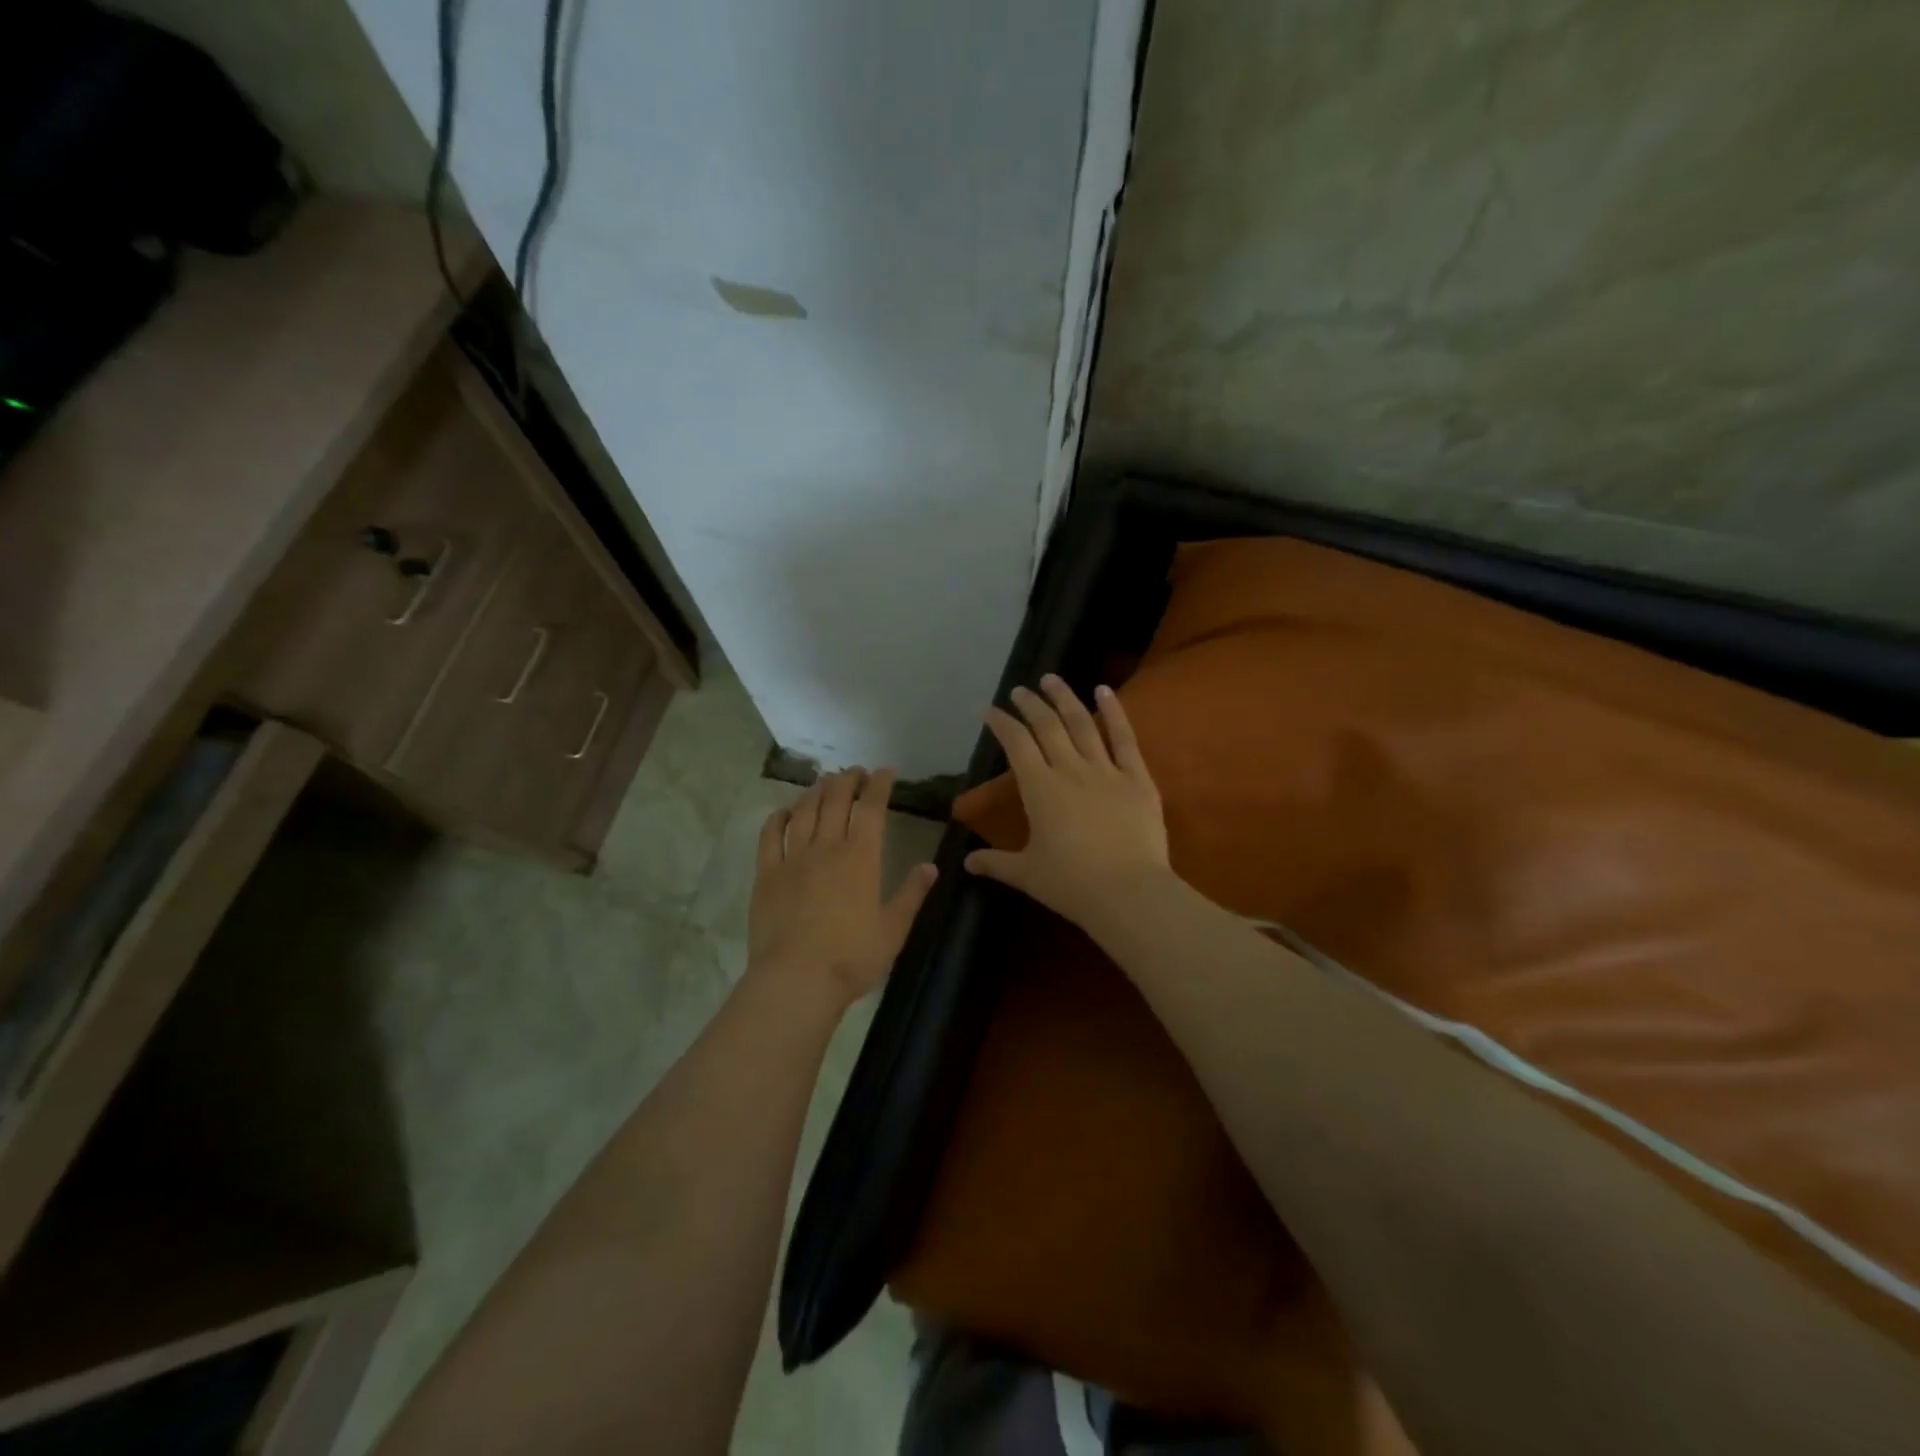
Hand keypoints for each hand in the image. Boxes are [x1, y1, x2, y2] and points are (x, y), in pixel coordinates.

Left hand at [748, 767, 938, 1003]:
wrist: (796, 980)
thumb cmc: (852, 958)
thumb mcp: (894, 930)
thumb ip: (912, 894)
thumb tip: (930, 866)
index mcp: (861, 857)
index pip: (872, 807)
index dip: (880, 784)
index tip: (886, 771)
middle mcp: (827, 847)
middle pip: (836, 800)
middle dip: (848, 779)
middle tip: (855, 772)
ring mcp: (793, 858)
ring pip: (804, 810)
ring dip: (816, 791)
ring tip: (825, 782)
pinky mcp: (767, 874)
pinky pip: (770, 835)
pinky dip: (779, 817)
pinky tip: (785, 811)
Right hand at [964, 675, 1171, 930]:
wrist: (1128, 893)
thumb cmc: (1071, 885)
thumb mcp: (1026, 874)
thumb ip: (995, 863)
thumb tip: (965, 863)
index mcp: (1039, 789)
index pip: (1016, 744)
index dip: (1001, 723)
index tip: (989, 710)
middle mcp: (1069, 769)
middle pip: (1047, 726)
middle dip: (1030, 704)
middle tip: (1020, 690)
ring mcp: (1106, 770)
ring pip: (1082, 723)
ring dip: (1064, 698)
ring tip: (1052, 679)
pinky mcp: (1137, 778)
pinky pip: (1124, 738)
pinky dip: (1113, 711)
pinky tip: (1104, 690)